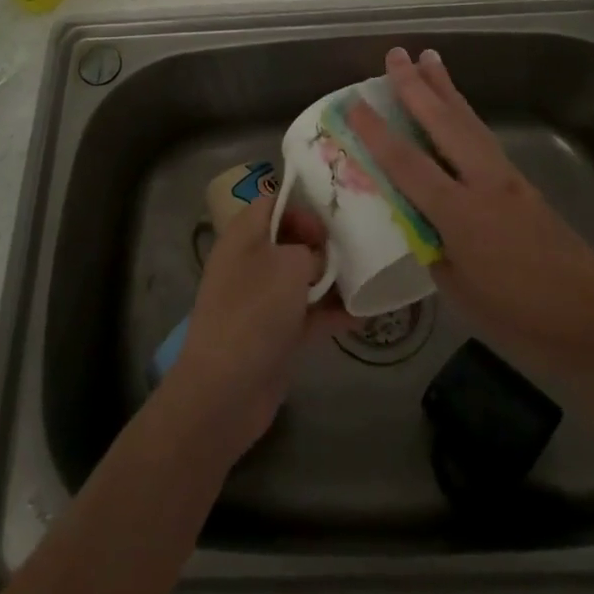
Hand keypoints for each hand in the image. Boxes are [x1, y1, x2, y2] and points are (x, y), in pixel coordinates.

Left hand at [160, 195, 352, 460]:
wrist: (225, 390)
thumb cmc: (255, 311)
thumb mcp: (290, 265)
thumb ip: (311, 252)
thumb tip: (318, 260)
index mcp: (244, 235)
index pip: (273, 203)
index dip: (302, 207)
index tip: (330, 224)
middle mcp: (250, 261)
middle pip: (290, 240)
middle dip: (323, 244)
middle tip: (357, 247)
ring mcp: (261, 300)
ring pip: (301, 278)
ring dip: (332, 279)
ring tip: (368, 278)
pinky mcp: (274, 334)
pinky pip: (307, 314)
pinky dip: (331, 313)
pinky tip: (363, 314)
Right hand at [346, 47, 593, 382]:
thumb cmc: (521, 319)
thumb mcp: (460, 294)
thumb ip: (434, 249)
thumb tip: (419, 223)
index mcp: (461, 214)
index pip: (408, 164)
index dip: (377, 133)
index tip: (354, 103)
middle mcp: (485, 184)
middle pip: (444, 124)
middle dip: (417, 86)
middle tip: (396, 55)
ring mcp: (509, 180)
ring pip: (470, 123)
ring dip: (446, 89)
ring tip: (429, 58)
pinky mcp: (525, 185)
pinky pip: (485, 139)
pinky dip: (465, 116)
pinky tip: (458, 111)